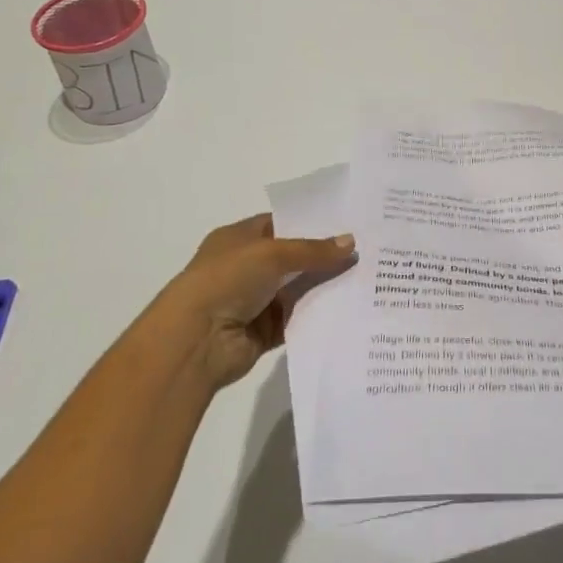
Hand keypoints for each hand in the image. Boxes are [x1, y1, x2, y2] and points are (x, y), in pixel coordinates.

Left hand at [154, 214, 353, 389]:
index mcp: (238, 239)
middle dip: (323, 256)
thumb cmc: (226, 280)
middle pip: (292, 258)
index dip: (310, 222)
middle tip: (365, 249)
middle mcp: (245, 268)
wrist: (195, 340)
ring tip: (366, 277)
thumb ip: (313, 250)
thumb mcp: (272, 254)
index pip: (279, 224)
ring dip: (324, 285)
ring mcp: (254, 301)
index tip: (346, 221)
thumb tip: (351, 243)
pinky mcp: (264, 331)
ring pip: (298, 289)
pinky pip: (298, 319)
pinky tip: (349, 307)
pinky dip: (317, 315)